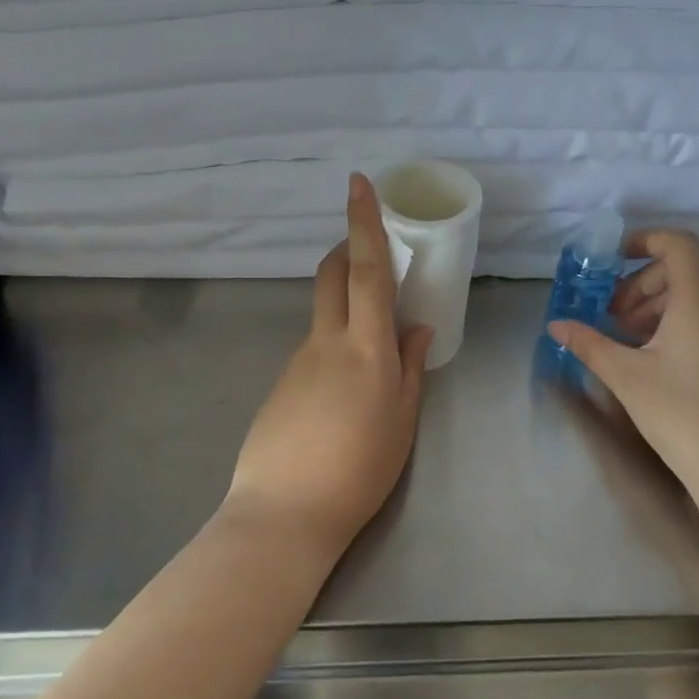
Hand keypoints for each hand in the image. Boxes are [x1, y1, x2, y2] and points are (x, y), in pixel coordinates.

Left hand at [227, 173, 432, 547]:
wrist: (283, 514)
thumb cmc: (358, 472)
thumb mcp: (401, 423)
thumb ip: (411, 370)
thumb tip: (418, 329)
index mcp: (365, 349)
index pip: (366, 271)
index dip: (363, 224)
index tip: (358, 184)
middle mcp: (325, 342)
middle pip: (332, 275)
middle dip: (348, 248)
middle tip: (371, 252)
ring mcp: (296, 361)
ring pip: (323, 315)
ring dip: (346, 308)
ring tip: (373, 352)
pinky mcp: (280, 384)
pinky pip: (312, 350)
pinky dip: (333, 348)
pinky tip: (342, 395)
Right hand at [548, 229, 698, 500]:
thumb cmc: (681, 413)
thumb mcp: (625, 376)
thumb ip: (588, 344)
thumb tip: (556, 325)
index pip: (677, 243)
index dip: (643, 240)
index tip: (611, 262)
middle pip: (682, 271)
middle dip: (639, 285)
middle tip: (610, 317)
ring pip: (695, 299)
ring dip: (656, 308)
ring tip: (627, 343)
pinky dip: (678, 326)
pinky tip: (656, 364)